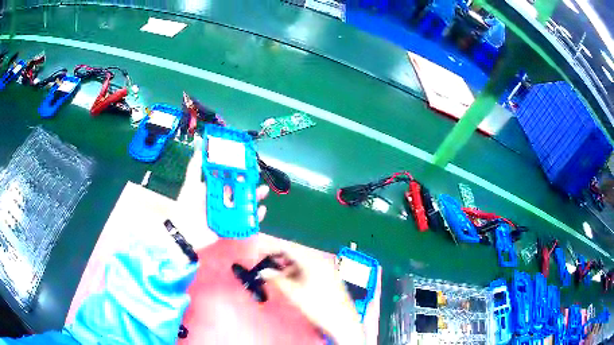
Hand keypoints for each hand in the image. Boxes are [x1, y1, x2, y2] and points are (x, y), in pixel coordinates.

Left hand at [174, 136, 269, 249]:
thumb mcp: (191, 184)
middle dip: (249, 183)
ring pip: (245, 203)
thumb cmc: (188, 206)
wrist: (186, 232)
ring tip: (264, 190)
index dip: (237, 171)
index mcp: (213, 189)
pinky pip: (247, 221)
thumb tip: (199, 146)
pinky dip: (255, 216)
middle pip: (239, 190)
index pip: (227, 178)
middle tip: (258, 176)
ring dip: (255, 197)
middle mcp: (222, 200)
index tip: (247, 163)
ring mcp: (228, 214)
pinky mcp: (232, 226)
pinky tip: (262, 210)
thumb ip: (195, 167)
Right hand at [261, 252, 364, 344]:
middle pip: (297, 254)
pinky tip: (293, 283)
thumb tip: (263, 271)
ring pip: (304, 263)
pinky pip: (311, 269)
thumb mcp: (294, 293)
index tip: (261, 255)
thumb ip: (277, 279)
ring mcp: (328, 268)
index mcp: (313, 261)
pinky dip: (299, 273)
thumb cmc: (317, 306)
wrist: (342, 321)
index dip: (273, 250)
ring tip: (278, 278)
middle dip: (281, 259)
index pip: (290, 248)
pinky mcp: (330, 277)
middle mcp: (321, 261)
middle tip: (267, 267)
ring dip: (289, 268)